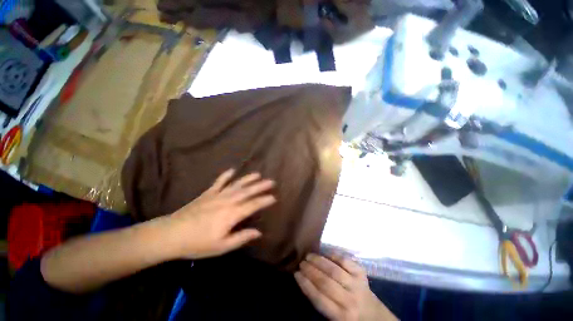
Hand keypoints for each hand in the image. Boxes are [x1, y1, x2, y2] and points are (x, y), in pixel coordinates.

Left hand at [165, 169, 275, 258]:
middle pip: (247, 192)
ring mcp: (217, 195)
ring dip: (248, 179)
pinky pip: (219, 182)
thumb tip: (258, 232)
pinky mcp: (208, 193)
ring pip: (236, 185)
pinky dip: (226, 176)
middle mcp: (227, 201)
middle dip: (260, 186)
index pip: (252, 205)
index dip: (264, 201)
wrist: (171, 234)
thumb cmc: (197, 243)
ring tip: (258, 174)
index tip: (274, 197)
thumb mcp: (221, 246)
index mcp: (231, 214)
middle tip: (271, 181)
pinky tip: (232, 170)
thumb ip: (241, 238)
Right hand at [295, 254, 396, 320]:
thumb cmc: (350, 317)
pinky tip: (325, 252)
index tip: (296, 273)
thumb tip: (305, 281)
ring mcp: (357, 285)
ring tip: (309, 255)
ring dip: (319, 261)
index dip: (305, 284)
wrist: (376, 317)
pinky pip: (346, 261)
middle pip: (325, 282)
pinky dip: (334, 255)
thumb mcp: (334, 318)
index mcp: (341, 316)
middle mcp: (349, 301)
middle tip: (301, 262)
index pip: (318, 298)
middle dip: (310, 271)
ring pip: (334, 270)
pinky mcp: (362, 274)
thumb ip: (321, 302)